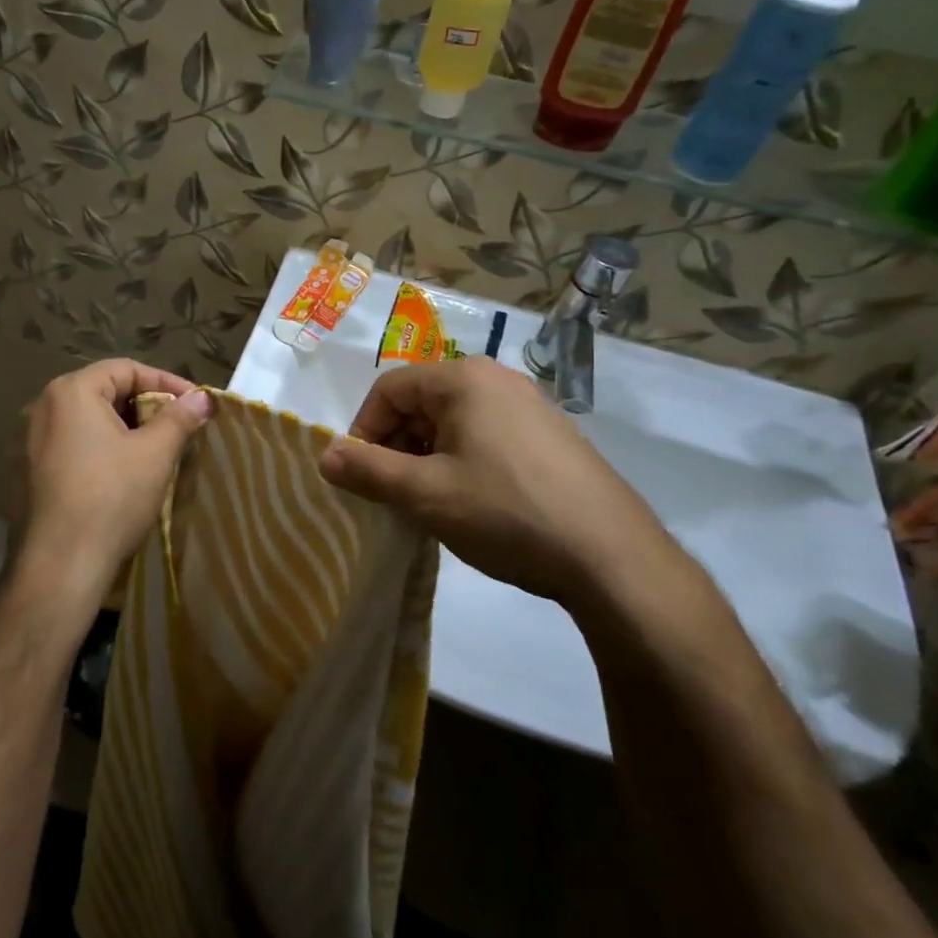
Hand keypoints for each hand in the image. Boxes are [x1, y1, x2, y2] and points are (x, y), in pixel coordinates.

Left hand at [12, 359, 211, 622]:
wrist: (59, 565)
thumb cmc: (110, 498)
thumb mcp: (155, 454)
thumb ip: (179, 417)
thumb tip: (202, 397)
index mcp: (70, 391)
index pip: (126, 369)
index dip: (166, 382)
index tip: (195, 404)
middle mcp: (42, 407)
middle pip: (104, 392)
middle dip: (146, 406)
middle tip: (178, 428)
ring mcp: (29, 441)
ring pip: (88, 422)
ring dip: (124, 430)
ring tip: (155, 451)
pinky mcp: (26, 472)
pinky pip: (71, 447)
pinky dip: (100, 450)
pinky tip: (121, 475)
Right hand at [317, 357, 679, 607]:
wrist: (613, 558)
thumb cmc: (506, 513)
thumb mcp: (425, 493)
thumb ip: (367, 470)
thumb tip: (324, 456)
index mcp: (464, 379)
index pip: (389, 389)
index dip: (363, 430)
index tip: (359, 476)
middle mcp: (498, 380)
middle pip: (421, 403)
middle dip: (395, 446)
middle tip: (392, 494)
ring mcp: (531, 407)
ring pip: (453, 423)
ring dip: (426, 458)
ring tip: (428, 504)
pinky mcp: (552, 438)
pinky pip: (486, 437)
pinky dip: (461, 463)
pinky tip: (470, 505)